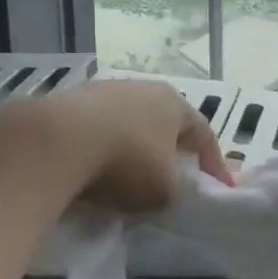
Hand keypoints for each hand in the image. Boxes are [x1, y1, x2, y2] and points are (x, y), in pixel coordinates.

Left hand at [32, 80, 233, 212]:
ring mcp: (102, 91)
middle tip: (175, 175)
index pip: (204, 134)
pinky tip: (94, 169)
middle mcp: (142, 88)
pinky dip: (101, 148)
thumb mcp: (166, 190)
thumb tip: (166, 189)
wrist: (56, 143)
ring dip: (133, 147)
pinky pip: (96, 130)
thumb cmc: (127, 162)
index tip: (221, 188)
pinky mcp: (68, 102)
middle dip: (172, 149)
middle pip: (165, 123)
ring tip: (129, 175)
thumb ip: (176, 189)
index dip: (215, 164)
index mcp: (175, 103)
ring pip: (128, 123)